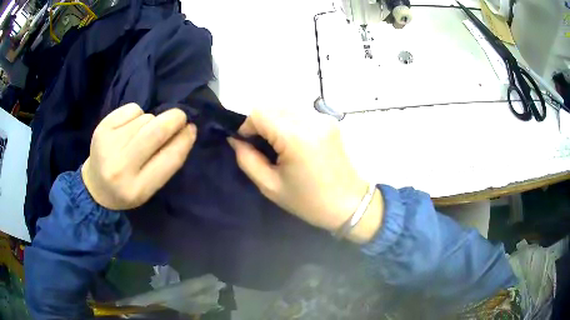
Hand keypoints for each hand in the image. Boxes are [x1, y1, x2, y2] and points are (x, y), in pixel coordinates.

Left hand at [82, 103, 195, 209]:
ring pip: (145, 118)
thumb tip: (186, 130)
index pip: (169, 158)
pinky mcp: (101, 128)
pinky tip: (129, 127)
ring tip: (141, 135)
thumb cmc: (127, 189)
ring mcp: (108, 145)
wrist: (95, 185)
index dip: (185, 140)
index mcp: (137, 189)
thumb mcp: (150, 187)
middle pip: (156, 131)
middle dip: (174, 119)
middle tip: (180, 117)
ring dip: (151, 122)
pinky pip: (132, 109)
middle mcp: (121, 167)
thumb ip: (167, 162)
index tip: (192, 129)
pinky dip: (137, 114)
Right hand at [228, 108, 382, 242]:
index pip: (259, 113)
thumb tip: (235, 139)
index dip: (247, 126)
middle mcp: (311, 120)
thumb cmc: (308, 201)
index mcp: (296, 137)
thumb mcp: (270, 186)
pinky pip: (300, 113)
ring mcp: (323, 118)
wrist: (349, 204)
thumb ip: (247, 159)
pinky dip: (289, 122)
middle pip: (272, 106)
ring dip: (274, 121)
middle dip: (260, 123)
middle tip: (262, 147)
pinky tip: (294, 142)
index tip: (248, 144)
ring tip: (278, 145)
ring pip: (286, 107)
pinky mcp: (330, 121)